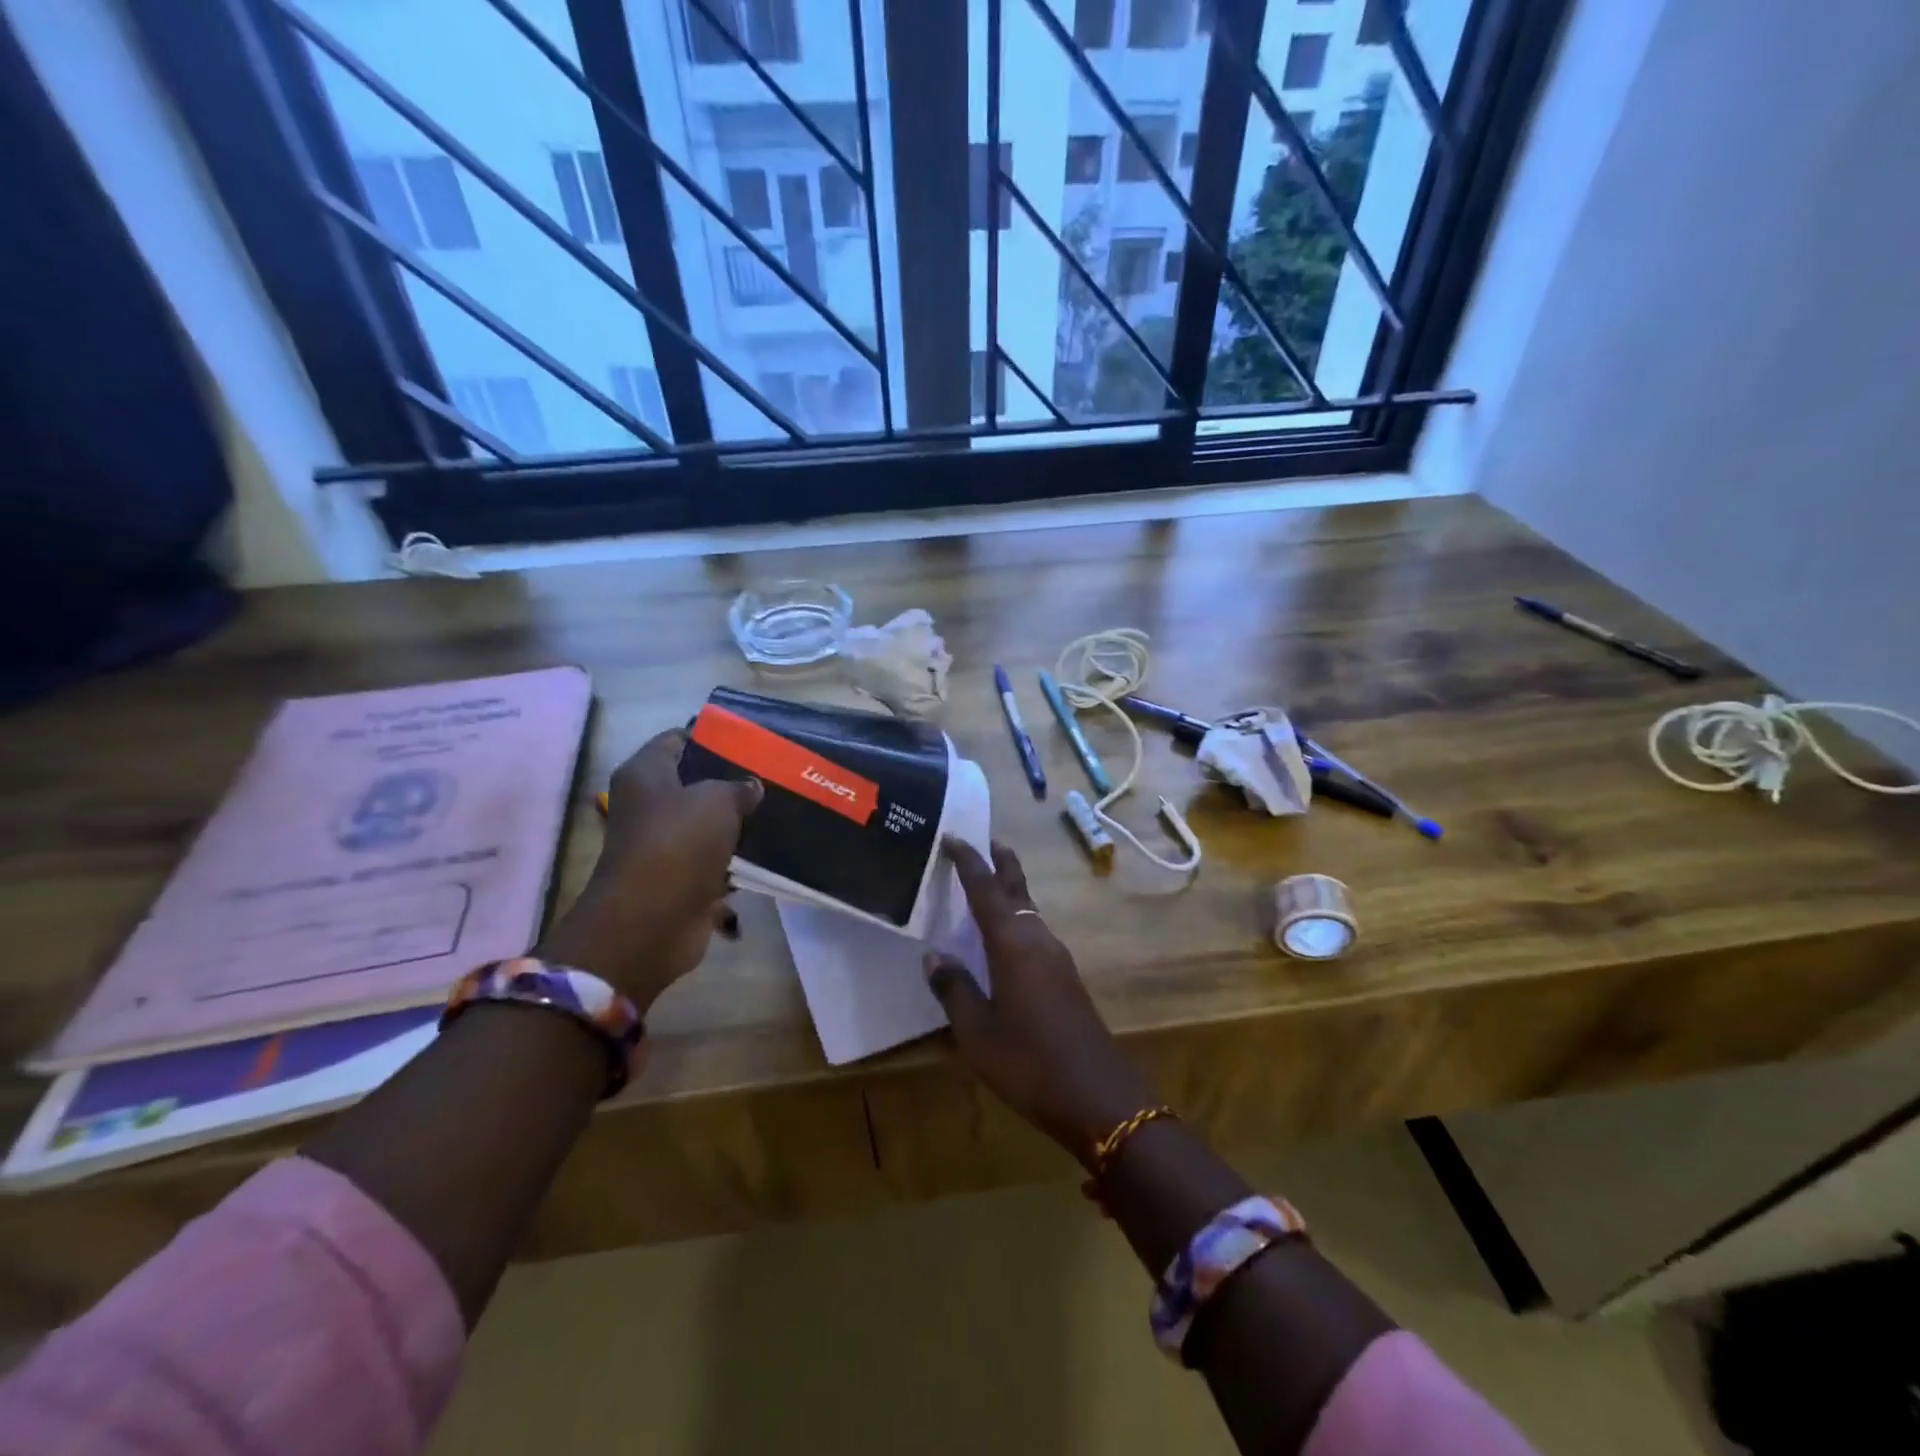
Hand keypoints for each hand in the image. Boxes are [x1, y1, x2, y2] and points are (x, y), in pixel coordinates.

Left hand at [535, 729, 761, 1010]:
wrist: (652, 921)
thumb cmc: (678, 844)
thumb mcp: (717, 800)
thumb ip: (738, 786)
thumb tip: (751, 787)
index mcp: (646, 774)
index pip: (678, 739)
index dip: (712, 737)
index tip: (751, 741)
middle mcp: (649, 806)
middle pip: (695, 783)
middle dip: (732, 782)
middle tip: (773, 776)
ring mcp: (663, 845)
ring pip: (707, 824)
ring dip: (737, 823)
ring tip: (779, 811)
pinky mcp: (680, 879)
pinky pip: (714, 860)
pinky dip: (735, 859)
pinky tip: (769, 850)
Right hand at [923, 839, 1158, 1163]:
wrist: (1098, 1097)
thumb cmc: (1029, 1062)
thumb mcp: (978, 1032)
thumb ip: (954, 989)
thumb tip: (934, 955)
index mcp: (1013, 944)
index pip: (985, 889)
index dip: (968, 861)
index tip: (952, 836)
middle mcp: (1038, 939)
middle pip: (1018, 888)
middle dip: (1002, 862)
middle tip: (985, 839)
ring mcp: (1056, 958)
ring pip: (1029, 910)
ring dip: (1011, 890)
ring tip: (987, 883)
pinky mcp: (1065, 977)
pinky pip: (1035, 932)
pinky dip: (1017, 918)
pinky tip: (1005, 936)